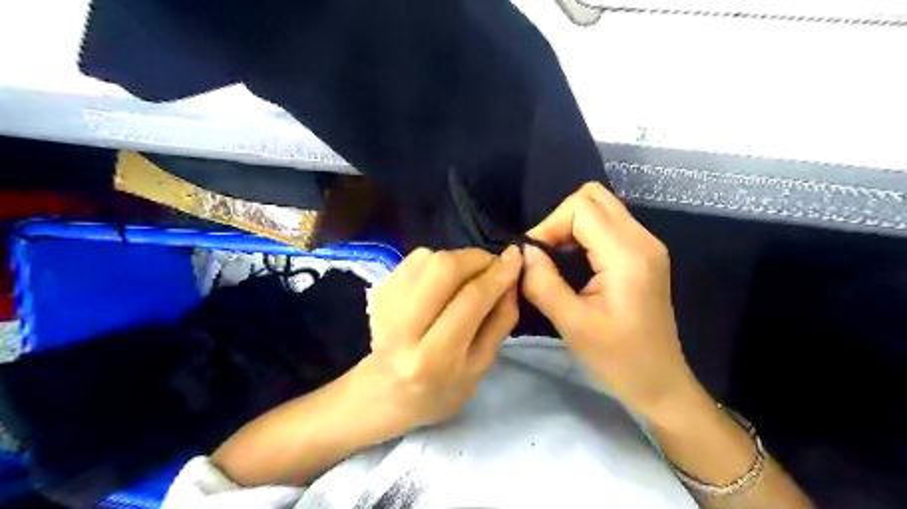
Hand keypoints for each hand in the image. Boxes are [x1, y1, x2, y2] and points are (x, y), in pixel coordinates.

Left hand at [357, 245, 519, 433]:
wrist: (386, 393)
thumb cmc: (441, 390)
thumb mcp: (481, 366)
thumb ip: (500, 320)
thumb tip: (510, 277)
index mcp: (433, 357)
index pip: (471, 300)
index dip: (498, 274)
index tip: (516, 258)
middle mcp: (403, 328)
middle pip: (443, 268)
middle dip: (476, 259)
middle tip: (491, 267)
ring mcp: (384, 306)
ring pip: (427, 258)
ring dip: (457, 260)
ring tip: (467, 278)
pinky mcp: (377, 291)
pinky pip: (414, 259)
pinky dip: (436, 261)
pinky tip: (442, 282)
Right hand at [522, 182, 696, 425]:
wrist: (660, 382)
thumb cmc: (619, 360)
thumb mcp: (572, 325)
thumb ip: (543, 283)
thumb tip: (523, 252)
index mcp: (627, 255)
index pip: (581, 208)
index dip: (549, 225)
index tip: (534, 257)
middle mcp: (642, 239)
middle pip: (593, 196)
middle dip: (560, 218)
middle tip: (545, 253)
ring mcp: (647, 244)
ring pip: (601, 206)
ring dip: (571, 225)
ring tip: (555, 258)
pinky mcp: (644, 253)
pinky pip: (608, 223)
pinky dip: (583, 233)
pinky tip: (573, 261)